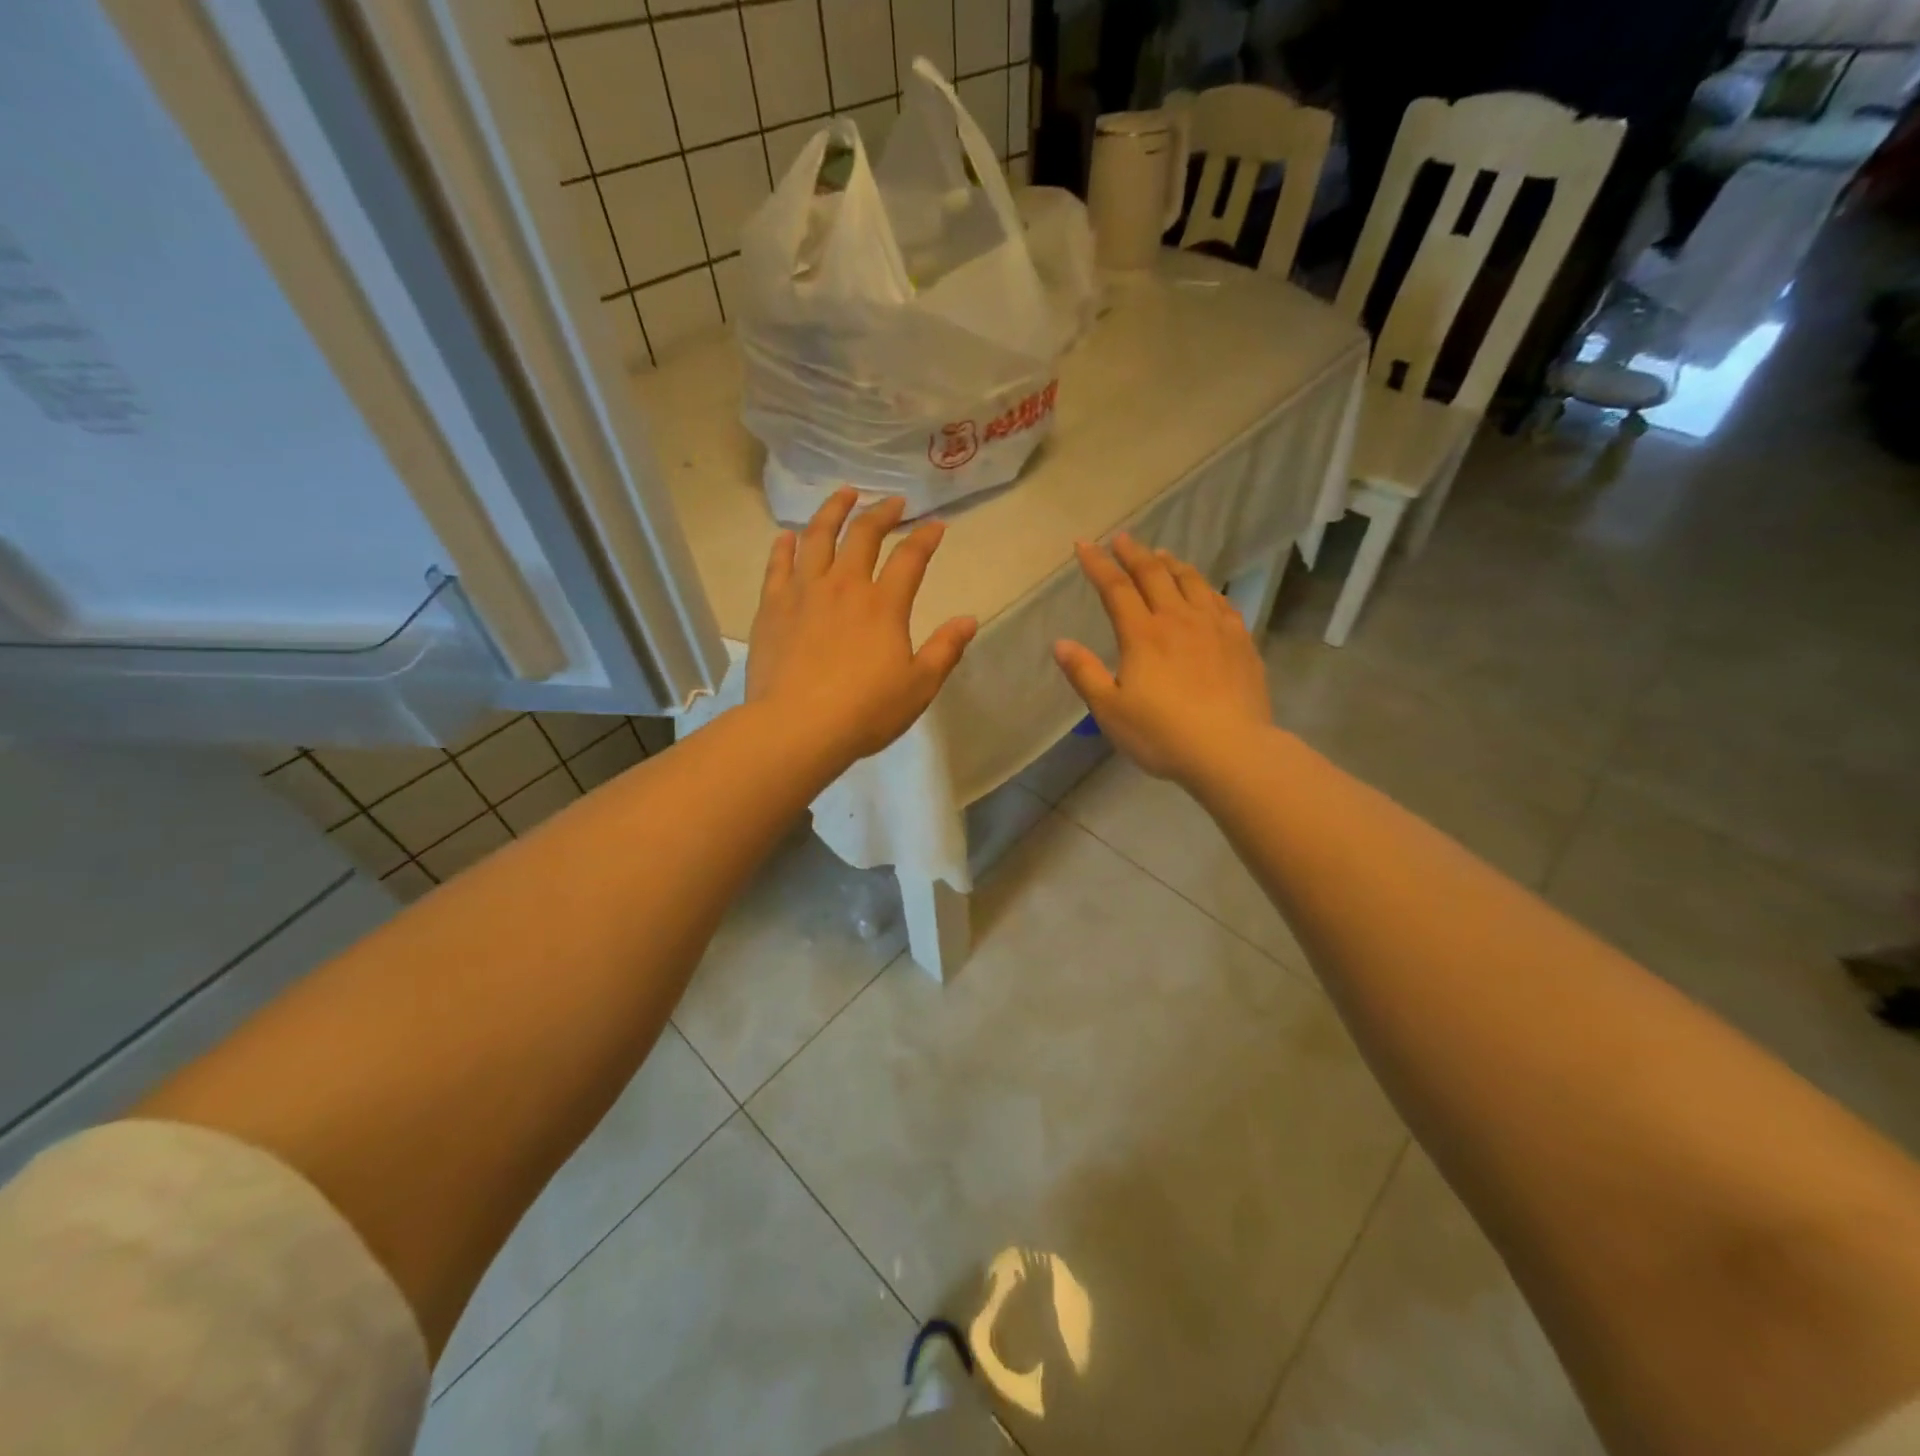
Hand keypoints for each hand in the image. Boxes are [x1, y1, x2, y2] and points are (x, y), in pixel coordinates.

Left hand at [747, 489, 977, 767]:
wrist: (797, 727)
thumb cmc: (865, 711)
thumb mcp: (919, 686)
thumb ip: (945, 650)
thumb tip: (969, 620)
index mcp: (883, 605)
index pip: (910, 558)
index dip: (926, 538)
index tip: (937, 525)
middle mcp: (844, 586)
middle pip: (862, 535)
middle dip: (881, 513)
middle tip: (893, 502)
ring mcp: (803, 592)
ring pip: (817, 537)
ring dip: (833, 511)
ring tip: (843, 494)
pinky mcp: (772, 607)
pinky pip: (777, 566)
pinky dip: (784, 547)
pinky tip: (787, 536)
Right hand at [1053, 534, 1271, 784]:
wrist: (1230, 749)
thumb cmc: (1162, 734)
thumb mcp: (1110, 710)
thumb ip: (1085, 673)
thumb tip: (1060, 643)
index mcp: (1143, 634)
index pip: (1115, 588)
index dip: (1098, 564)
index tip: (1084, 545)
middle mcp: (1178, 620)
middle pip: (1154, 575)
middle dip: (1134, 554)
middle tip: (1122, 538)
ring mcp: (1214, 627)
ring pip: (1191, 582)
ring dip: (1171, 564)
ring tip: (1161, 554)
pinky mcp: (1240, 641)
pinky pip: (1220, 601)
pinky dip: (1205, 587)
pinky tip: (1204, 590)